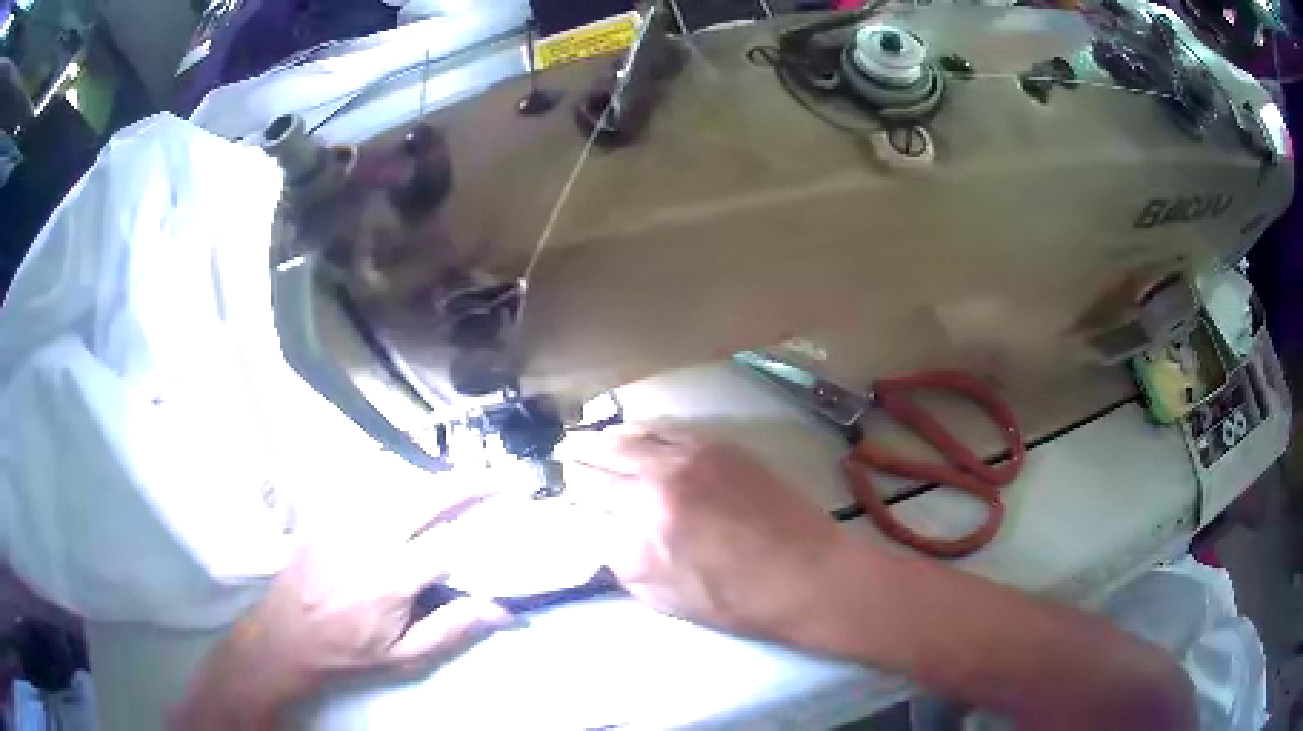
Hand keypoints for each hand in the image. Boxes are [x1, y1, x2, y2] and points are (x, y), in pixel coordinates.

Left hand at [173, 484, 515, 729]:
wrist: (286, 636)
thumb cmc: (349, 651)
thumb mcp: (404, 656)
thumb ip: (452, 629)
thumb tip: (504, 610)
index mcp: (392, 578)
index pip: (449, 542)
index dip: (484, 525)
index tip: (511, 515)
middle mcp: (368, 538)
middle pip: (425, 496)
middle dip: (466, 483)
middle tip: (497, 478)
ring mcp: (342, 519)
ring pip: (395, 482)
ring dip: (432, 478)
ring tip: (459, 482)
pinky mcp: (325, 513)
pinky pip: (364, 485)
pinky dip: (394, 480)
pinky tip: (407, 486)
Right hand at [561, 427, 848, 634]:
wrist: (805, 572)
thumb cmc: (735, 600)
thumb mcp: (662, 597)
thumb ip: (621, 561)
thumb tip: (598, 533)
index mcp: (639, 530)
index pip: (585, 505)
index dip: (571, 501)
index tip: (567, 500)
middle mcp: (655, 485)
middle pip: (597, 464)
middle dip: (575, 463)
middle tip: (562, 459)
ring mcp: (687, 458)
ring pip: (627, 437)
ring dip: (600, 440)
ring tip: (585, 438)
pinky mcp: (717, 445)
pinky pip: (664, 427)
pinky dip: (640, 428)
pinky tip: (631, 430)